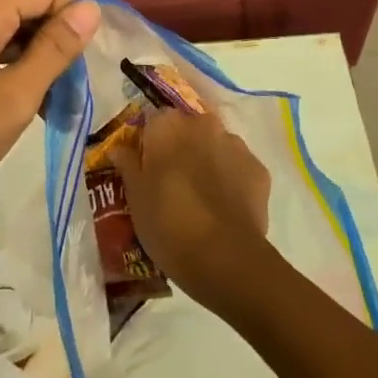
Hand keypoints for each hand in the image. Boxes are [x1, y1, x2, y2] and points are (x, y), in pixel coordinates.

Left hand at [0, 0, 100, 252]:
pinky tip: (13, 109)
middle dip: (53, 41)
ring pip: (7, 28)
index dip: (69, 20)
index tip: (68, 71)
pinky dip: (8, 70)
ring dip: (33, 60)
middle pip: (25, 3)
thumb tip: (92, 8)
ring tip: (43, 109)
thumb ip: (54, 51)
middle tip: (61, 96)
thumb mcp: (11, 102)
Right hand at [111, 108, 271, 308]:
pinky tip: (224, 207)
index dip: (150, 143)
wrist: (223, 256)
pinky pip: (238, 167)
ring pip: (215, 146)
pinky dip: (231, 179)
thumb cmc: (167, 222)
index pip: (154, 121)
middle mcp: (203, 124)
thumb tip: (119, 147)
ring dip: (208, 161)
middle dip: (181, 148)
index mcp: (168, 125)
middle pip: (188, 129)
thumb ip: (127, 164)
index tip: (147, 167)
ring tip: (202, 198)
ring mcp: (235, 144)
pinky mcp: (258, 168)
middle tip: (173, 182)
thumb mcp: (135, 196)